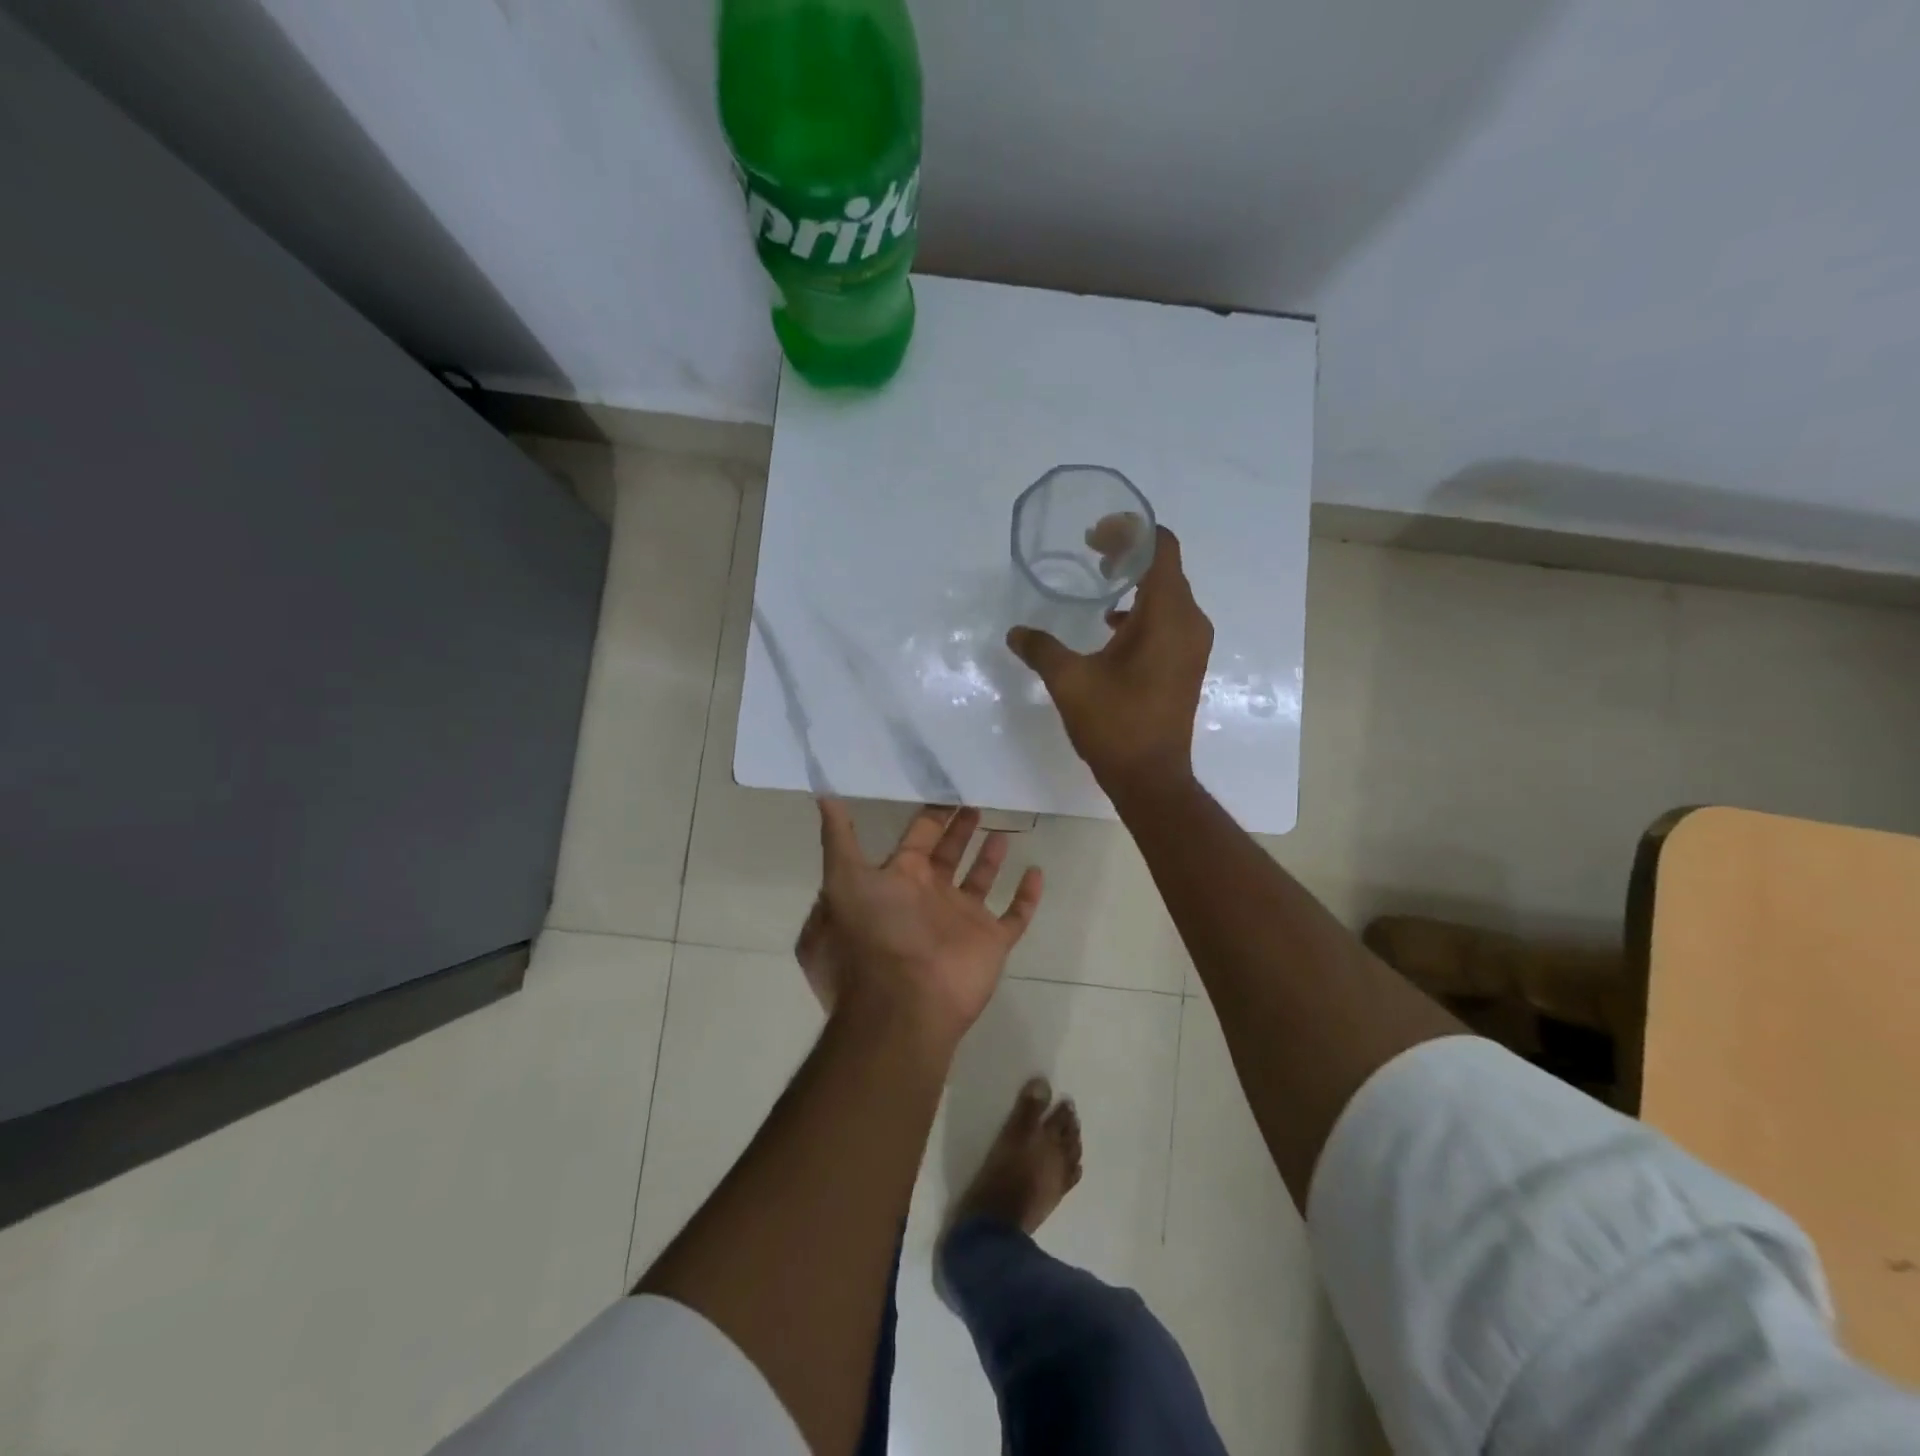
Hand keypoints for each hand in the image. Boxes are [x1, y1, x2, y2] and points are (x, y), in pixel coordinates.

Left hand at [801, 803, 1042, 1047]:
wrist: (901, 1005)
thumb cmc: (872, 938)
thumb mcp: (842, 882)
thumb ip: (839, 839)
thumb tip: (823, 797)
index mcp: (897, 882)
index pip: (916, 839)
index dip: (931, 815)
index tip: (946, 786)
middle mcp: (928, 897)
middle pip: (949, 854)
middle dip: (961, 828)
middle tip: (977, 798)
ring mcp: (960, 921)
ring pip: (981, 880)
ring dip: (991, 856)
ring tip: (1004, 827)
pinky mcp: (990, 943)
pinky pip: (1014, 915)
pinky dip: (1026, 896)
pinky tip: (1036, 871)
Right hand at [1007, 524, 1212, 796]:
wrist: (1151, 778)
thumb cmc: (1115, 724)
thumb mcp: (1069, 681)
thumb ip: (1041, 648)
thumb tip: (1015, 632)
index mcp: (1166, 615)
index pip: (1160, 547)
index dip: (1130, 531)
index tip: (1095, 537)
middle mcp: (1189, 622)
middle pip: (1165, 566)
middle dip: (1129, 552)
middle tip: (1092, 554)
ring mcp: (1193, 644)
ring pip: (1168, 594)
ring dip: (1136, 582)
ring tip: (1100, 583)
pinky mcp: (1187, 663)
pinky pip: (1169, 619)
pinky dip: (1143, 611)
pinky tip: (1111, 627)